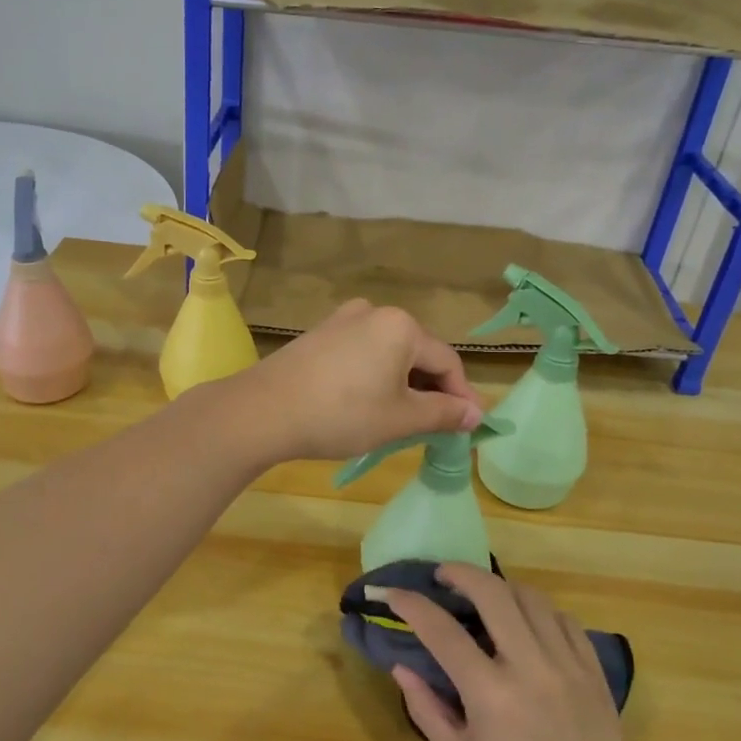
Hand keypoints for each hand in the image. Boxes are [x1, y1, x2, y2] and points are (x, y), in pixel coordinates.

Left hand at [232, 300, 484, 462]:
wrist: (264, 411)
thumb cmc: (341, 414)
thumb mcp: (399, 419)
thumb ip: (443, 414)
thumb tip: (476, 414)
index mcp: (401, 326)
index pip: (447, 361)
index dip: (461, 396)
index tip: (469, 427)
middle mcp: (375, 312)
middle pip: (418, 353)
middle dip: (431, 390)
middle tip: (436, 428)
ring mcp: (343, 320)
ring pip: (389, 353)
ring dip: (403, 385)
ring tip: (403, 421)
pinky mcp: (320, 334)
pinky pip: (362, 353)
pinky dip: (375, 376)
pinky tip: (368, 404)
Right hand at [385, 563, 648, 740]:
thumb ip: (428, 709)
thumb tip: (402, 666)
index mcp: (491, 694)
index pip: (442, 631)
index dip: (411, 604)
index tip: (393, 592)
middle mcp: (530, 666)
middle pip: (492, 592)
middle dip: (461, 572)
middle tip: (443, 575)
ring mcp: (567, 664)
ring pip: (531, 597)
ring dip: (501, 586)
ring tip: (484, 595)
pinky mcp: (593, 671)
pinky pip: (564, 620)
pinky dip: (539, 610)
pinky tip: (527, 621)